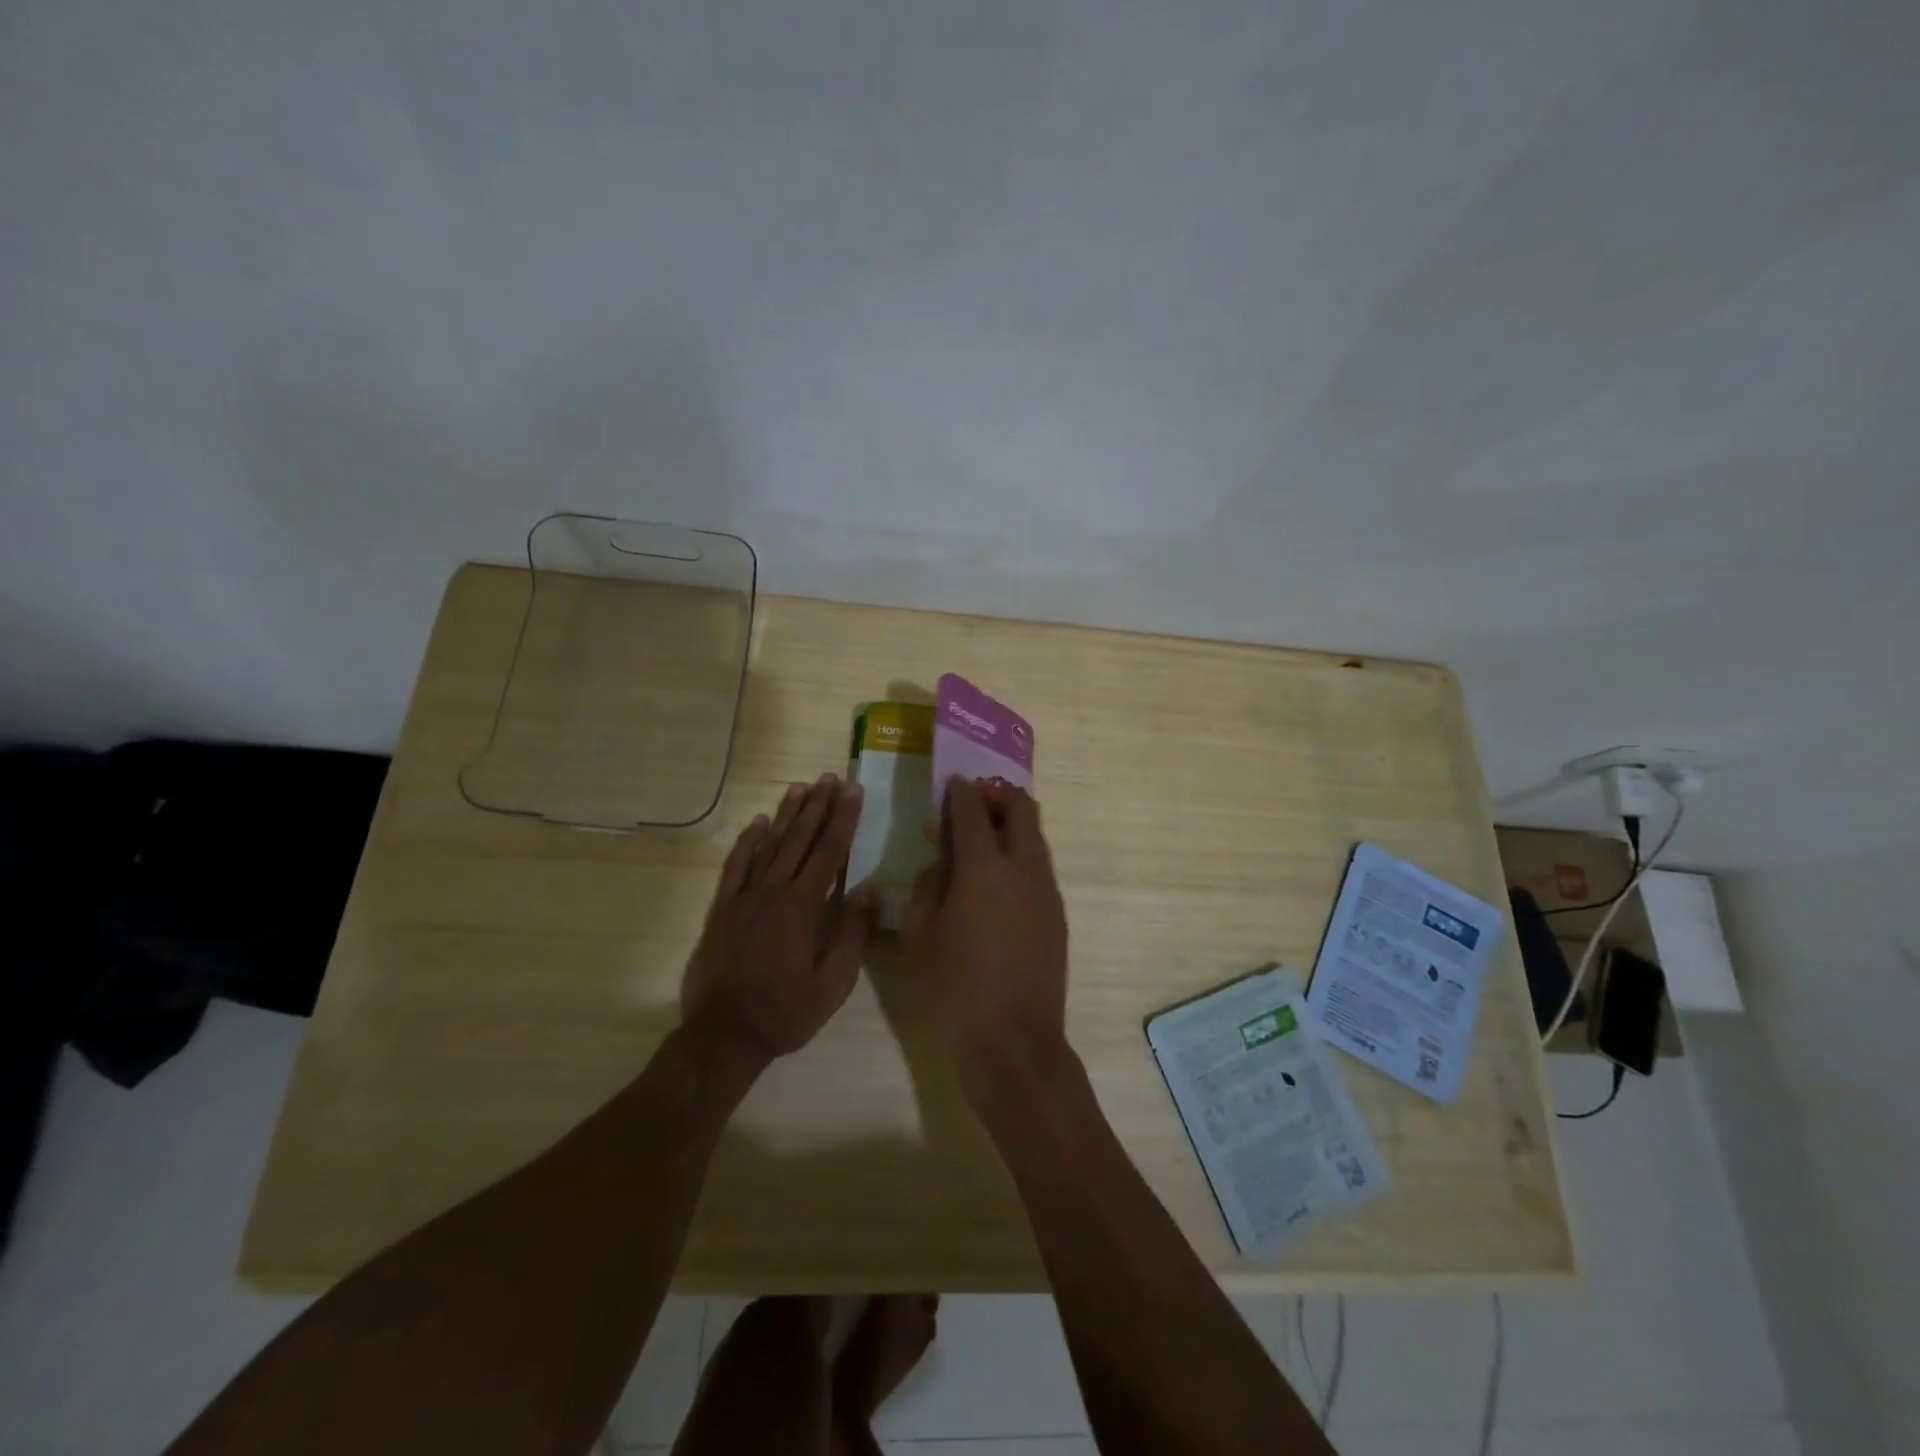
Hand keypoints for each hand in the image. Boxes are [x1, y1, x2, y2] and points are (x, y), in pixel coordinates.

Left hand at [681, 774, 875, 1066]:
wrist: (724, 1035)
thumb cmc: (786, 1012)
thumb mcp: (834, 984)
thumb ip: (853, 934)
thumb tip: (870, 890)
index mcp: (803, 907)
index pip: (829, 852)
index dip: (843, 819)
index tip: (853, 791)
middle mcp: (773, 892)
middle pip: (800, 839)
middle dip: (818, 806)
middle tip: (830, 777)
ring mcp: (744, 897)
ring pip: (769, 845)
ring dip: (786, 814)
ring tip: (800, 787)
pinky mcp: (722, 908)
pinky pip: (736, 866)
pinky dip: (747, 842)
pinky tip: (758, 823)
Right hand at [902, 778, 1069, 1095]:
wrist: (1014, 1041)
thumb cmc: (954, 988)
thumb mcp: (919, 933)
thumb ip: (929, 884)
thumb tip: (943, 861)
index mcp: (983, 867)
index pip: (973, 809)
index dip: (960, 791)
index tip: (951, 785)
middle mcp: (1023, 867)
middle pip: (1021, 808)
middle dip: (997, 796)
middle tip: (974, 806)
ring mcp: (1047, 890)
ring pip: (1036, 836)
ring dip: (1012, 826)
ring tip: (985, 841)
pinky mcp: (1059, 913)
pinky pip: (1040, 866)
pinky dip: (1021, 856)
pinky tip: (999, 882)